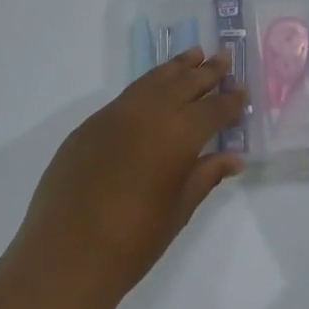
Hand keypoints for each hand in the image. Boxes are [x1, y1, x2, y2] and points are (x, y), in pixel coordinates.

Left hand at [16, 48, 247, 297]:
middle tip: (224, 56)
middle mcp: (148, 114)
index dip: (230, 100)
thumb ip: (205, 176)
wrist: (66, 254)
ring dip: (175, 68)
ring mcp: (114, 116)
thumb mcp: (178, 210)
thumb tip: (232, 158)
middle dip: (206, 71)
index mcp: (178, 135)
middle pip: (183, 83)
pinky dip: (147, 85)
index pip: (212, 109)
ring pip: (152, 81)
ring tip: (193, 54)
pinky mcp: (89, 126)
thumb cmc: (133, 241)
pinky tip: (153, 87)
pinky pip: (127, 96)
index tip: (243, 90)